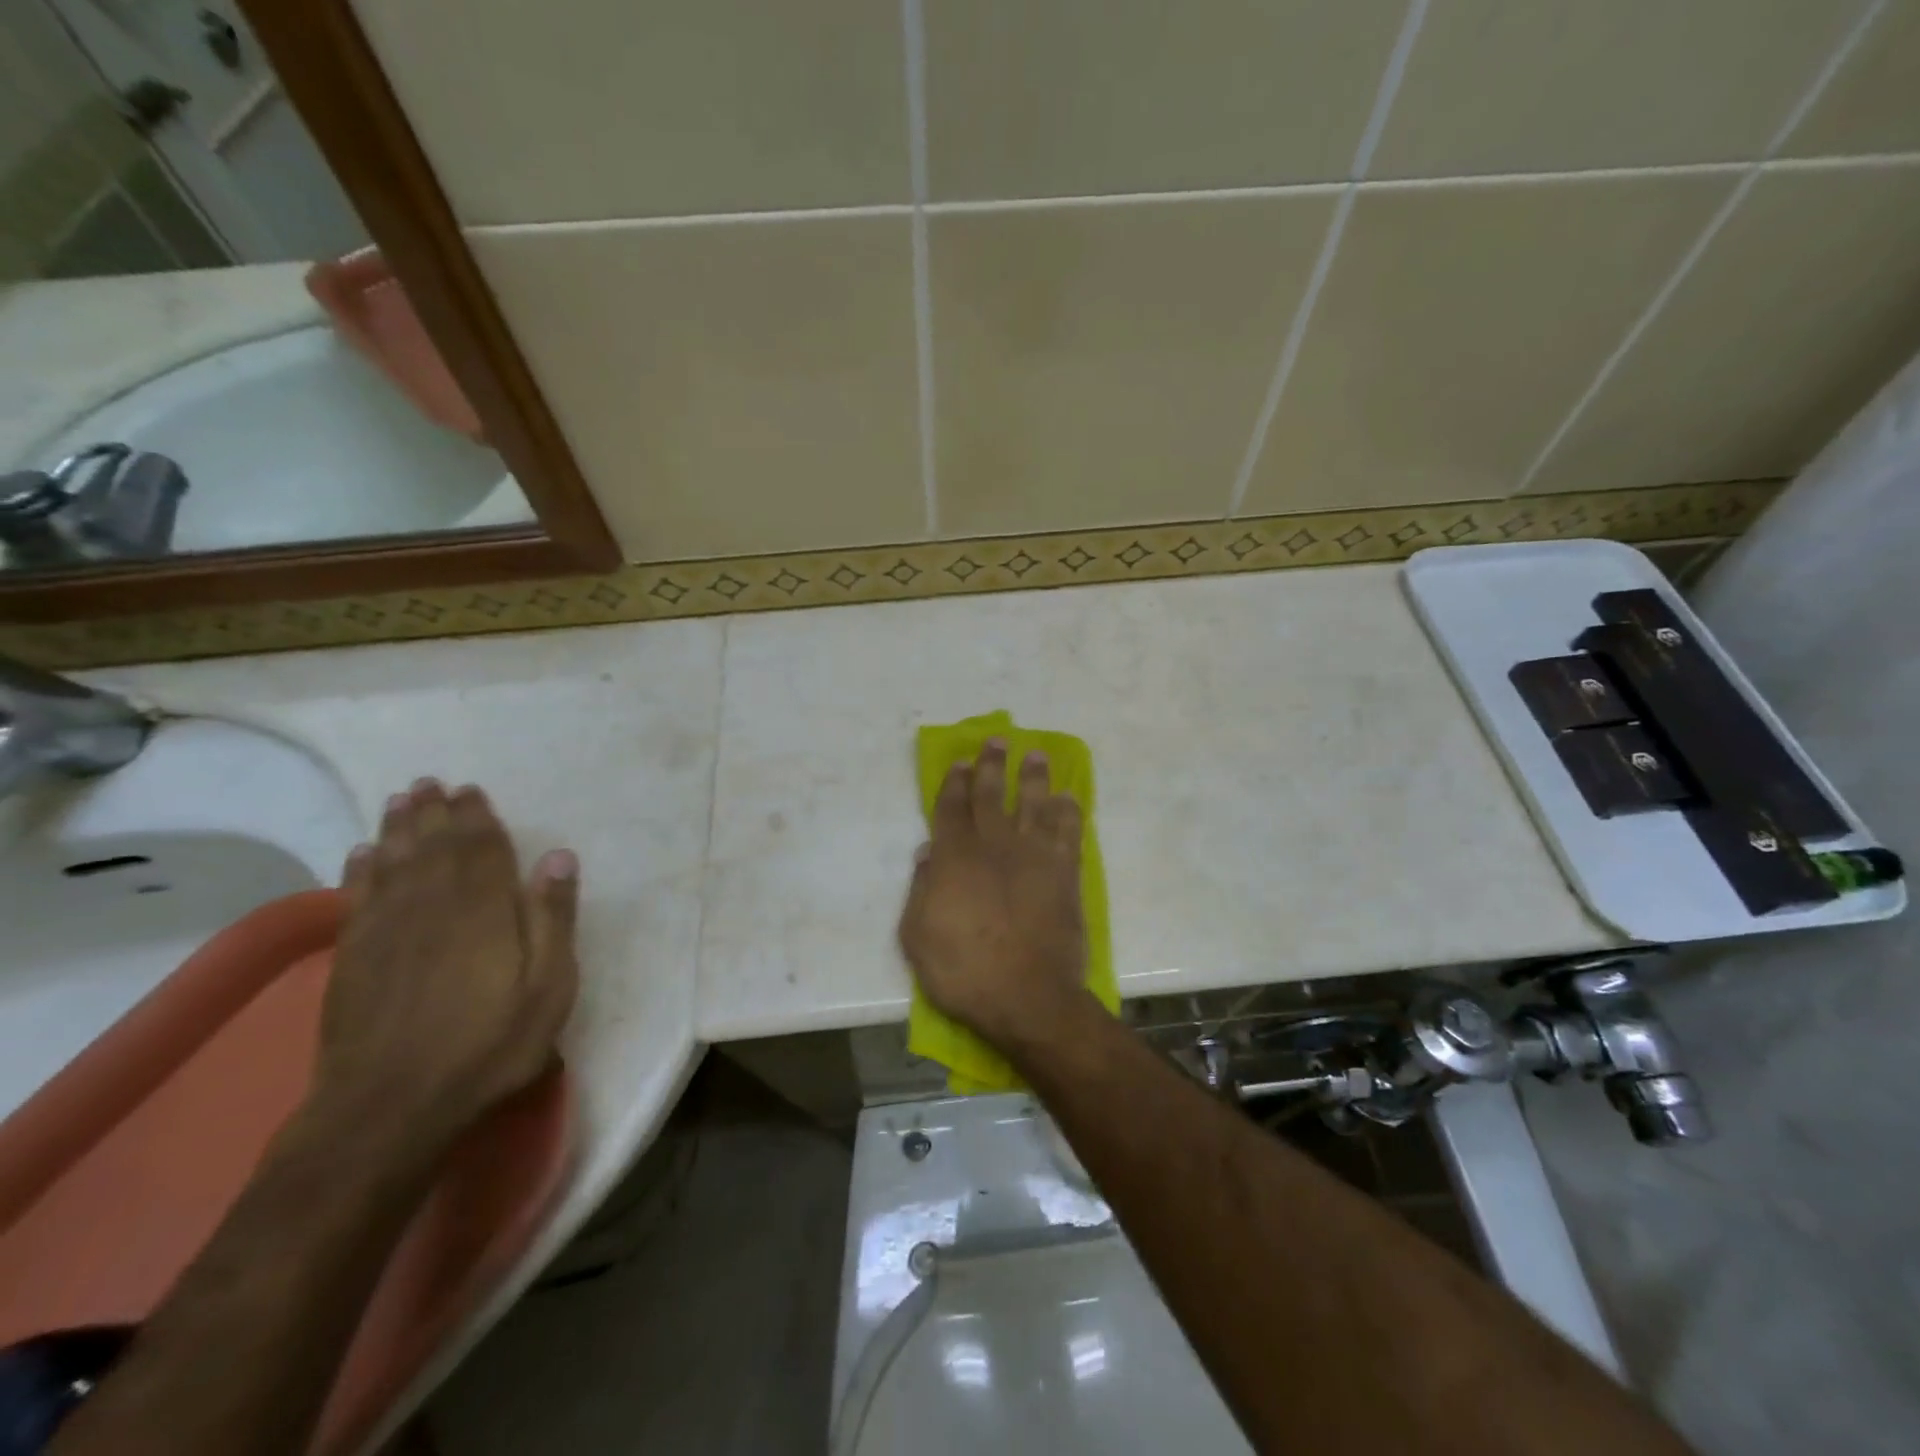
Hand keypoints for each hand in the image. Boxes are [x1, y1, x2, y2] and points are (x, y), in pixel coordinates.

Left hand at [312, 779, 578, 1163]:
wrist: (389, 1107)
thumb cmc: (487, 1046)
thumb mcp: (548, 988)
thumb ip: (553, 919)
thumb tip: (558, 856)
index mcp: (484, 911)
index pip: (481, 850)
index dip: (477, 818)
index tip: (471, 790)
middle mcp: (431, 908)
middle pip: (434, 848)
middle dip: (435, 813)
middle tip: (431, 783)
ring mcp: (386, 932)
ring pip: (393, 864)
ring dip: (398, 829)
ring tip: (401, 800)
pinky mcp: (353, 958)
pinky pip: (357, 898)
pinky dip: (361, 870)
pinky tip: (363, 854)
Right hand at [899, 739, 1091, 1055]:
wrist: (1026, 996)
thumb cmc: (963, 971)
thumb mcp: (916, 936)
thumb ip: (920, 889)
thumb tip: (928, 852)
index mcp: (955, 857)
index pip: (952, 807)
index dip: (955, 781)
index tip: (962, 761)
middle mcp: (994, 846)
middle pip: (993, 795)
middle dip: (993, 765)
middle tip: (999, 740)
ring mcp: (1034, 857)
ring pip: (1035, 804)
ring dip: (1035, 778)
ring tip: (1037, 756)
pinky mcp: (1064, 874)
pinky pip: (1069, 834)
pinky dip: (1069, 813)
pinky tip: (1069, 799)